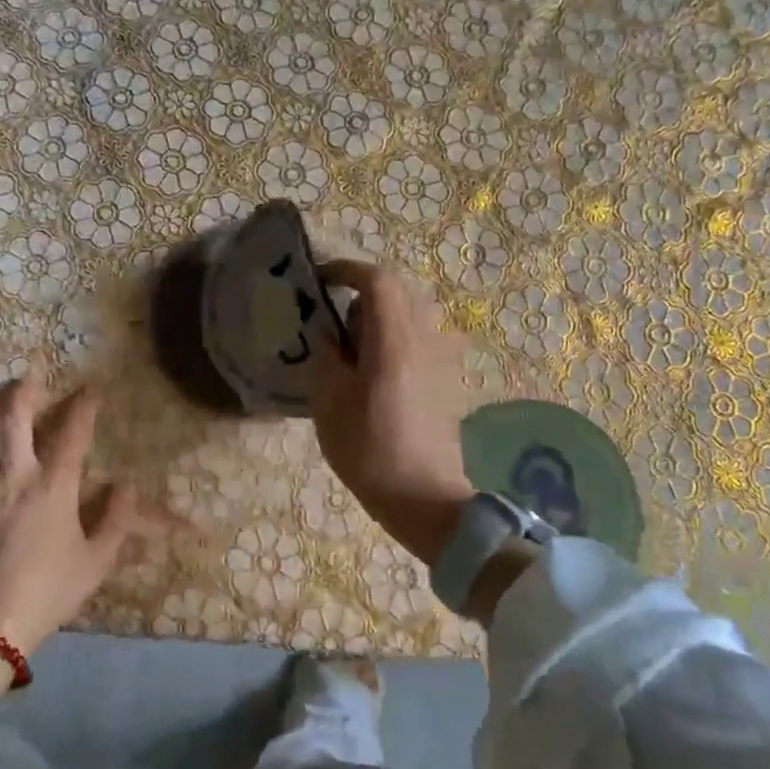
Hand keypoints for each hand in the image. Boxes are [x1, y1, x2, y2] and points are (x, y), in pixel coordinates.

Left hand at [0, 379, 135, 658]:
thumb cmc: (51, 589)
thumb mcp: (96, 561)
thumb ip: (114, 521)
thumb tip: (125, 487)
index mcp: (53, 486)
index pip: (72, 434)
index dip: (83, 407)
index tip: (90, 391)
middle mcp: (14, 475)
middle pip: (12, 419)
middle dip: (21, 393)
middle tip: (27, 383)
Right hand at [311, 260, 473, 566]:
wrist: (424, 498)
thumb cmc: (369, 450)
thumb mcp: (328, 402)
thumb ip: (326, 356)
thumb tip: (328, 333)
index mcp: (394, 341)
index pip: (378, 280)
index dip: (347, 270)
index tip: (321, 280)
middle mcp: (426, 339)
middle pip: (400, 291)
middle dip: (365, 290)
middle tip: (334, 315)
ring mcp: (442, 359)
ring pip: (414, 313)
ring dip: (383, 314)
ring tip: (354, 344)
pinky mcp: (448, 378)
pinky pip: (422, 338)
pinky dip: (397, 336)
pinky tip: (377, 369)